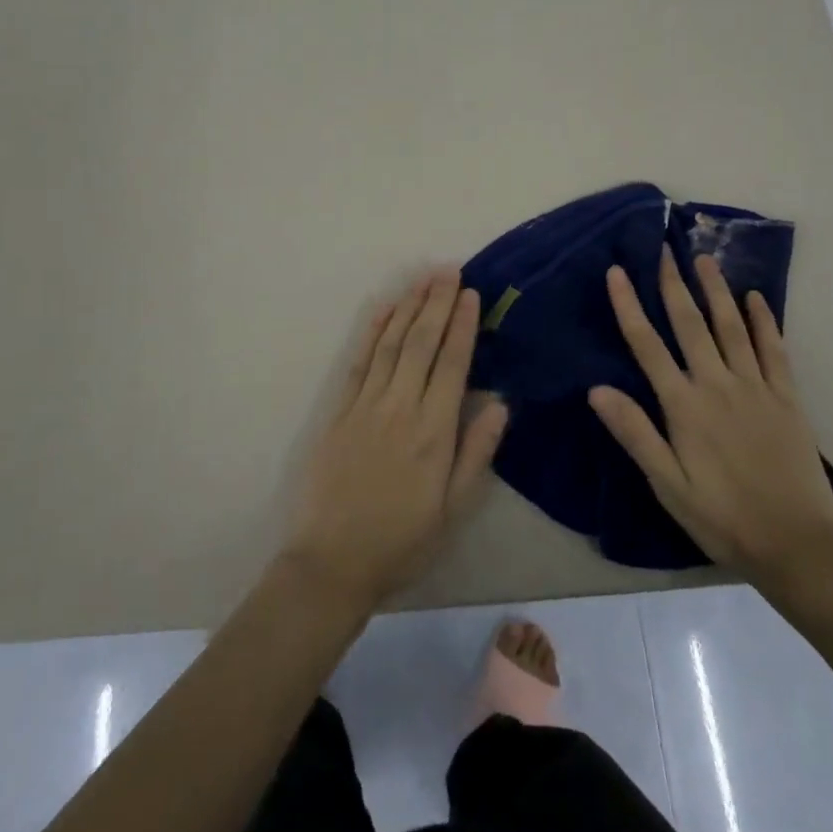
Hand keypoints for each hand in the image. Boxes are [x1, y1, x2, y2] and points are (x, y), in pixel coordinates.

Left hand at [281, 269, 509, 611]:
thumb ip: (476, 454)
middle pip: (421, 342)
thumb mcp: (452, 510)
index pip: (452, 363)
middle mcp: (400, 407)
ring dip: (408, 307)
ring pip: (391, 343)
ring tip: (422, 278)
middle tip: (449, 270)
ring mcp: (365, 405)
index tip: (471, 293)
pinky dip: (371, 331)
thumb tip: (500, 404)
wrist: (331, 562)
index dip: (463, 325)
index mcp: (433, 431)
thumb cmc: (401, 540)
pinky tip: (382, 309)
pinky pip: (359, 361)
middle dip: (437, 302)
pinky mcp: (339, 410)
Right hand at [588, 246, 832, 588]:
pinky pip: (774, 350)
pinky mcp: (787, 398)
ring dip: (716, 291)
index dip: (629, 306)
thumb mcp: (667, 485)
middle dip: (673, 284)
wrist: (799, 544)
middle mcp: (717, 385)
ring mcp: (755, 387)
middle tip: (665, 248)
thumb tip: (596, 389)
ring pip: (731, 327)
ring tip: (705, 259)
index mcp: (684, 405)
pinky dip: (764, 320)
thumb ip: (634, 433)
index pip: (647, 345)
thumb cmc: (722, 517)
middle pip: (690, 324)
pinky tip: (756, 297)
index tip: (616, 271)